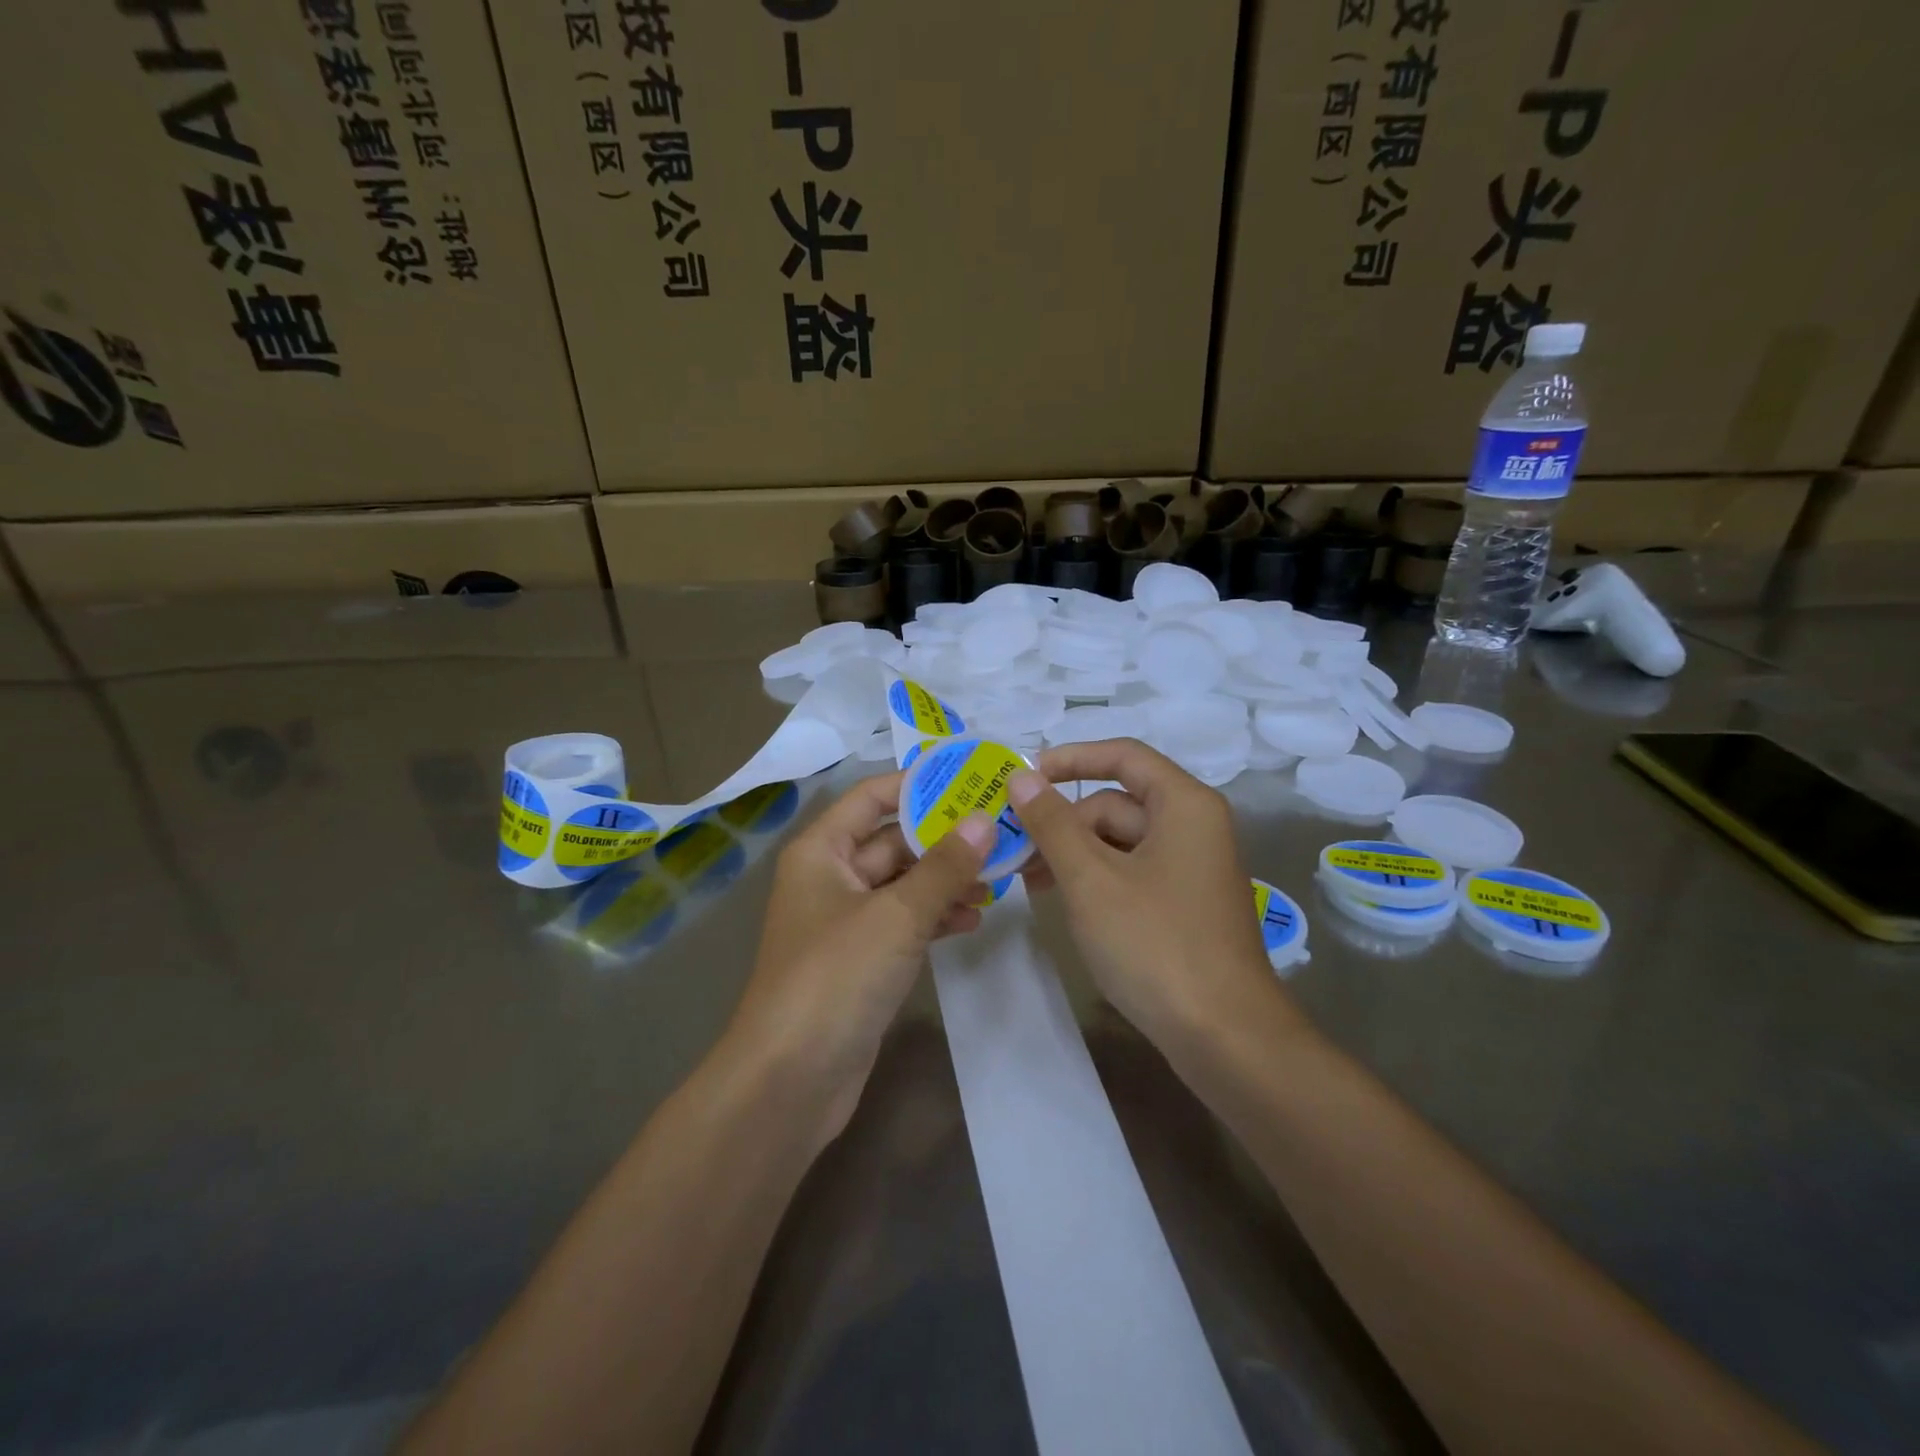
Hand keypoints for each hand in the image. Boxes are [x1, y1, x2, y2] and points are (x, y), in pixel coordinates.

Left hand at [726, 771, 993, 1145]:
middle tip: (1001, 831)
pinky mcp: (860, 960)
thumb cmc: (836, 977)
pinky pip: (903, 923)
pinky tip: (971, 920)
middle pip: (892, 841)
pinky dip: (934, 917)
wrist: (790, 1080)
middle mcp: (830, 877)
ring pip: (903, 884)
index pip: (872, 797)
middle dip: (944, 838)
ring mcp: (845, 922)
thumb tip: (984, 819)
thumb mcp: (897, 915)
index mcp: (822, 851)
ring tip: (997, 880)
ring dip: (945, 881)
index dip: (919, 784)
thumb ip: (944, 866)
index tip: (971, 778)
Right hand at [1009, 740, 1293, 1049]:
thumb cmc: (1155, 943)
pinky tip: (1063, 901)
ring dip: (1073, 854)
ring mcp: (1191, 868)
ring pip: (1120, 841)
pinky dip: (1096, 879)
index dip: (1069, 758)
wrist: (1225, 1037)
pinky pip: (1131, 873)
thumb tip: (1021, 776)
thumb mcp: (1091, 879)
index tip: (1023, 776)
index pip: (1122, 755)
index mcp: (1184, 804)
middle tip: (1014, 850)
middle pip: (1116, 803)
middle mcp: (1193, 826)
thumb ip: (1052, 822)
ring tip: (1028, 881)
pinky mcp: (1184, 904)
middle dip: (1063, 822)